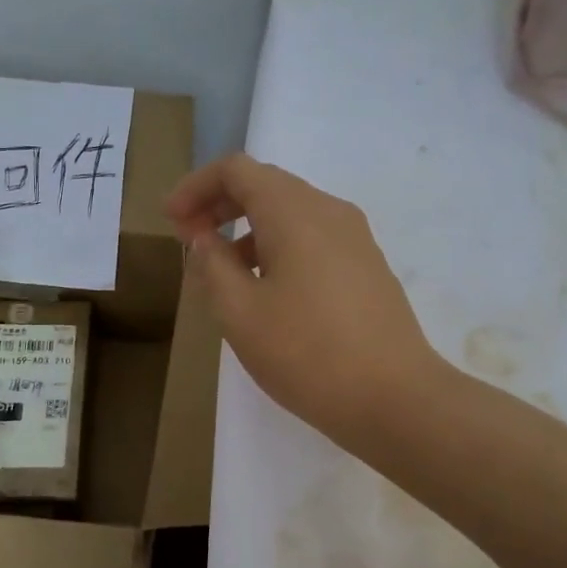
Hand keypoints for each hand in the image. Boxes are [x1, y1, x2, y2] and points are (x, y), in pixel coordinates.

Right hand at [166, 154, 439, 446]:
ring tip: (222, 272)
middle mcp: (329, 211)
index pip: (237, 170)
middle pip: (265, 185)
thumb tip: (203, 238)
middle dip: (220, 205)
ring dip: (248, 229)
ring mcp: (355, 238)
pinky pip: (313, 238)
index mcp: (295, 212)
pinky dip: (278, 246)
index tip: (171, 221)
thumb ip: (211, 265)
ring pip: (291, 213)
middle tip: (188, 239)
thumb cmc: (307, 353)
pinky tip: (266, 289)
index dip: (196, 187)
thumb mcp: (240, 313)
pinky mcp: (367, 266)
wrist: (396, 398)